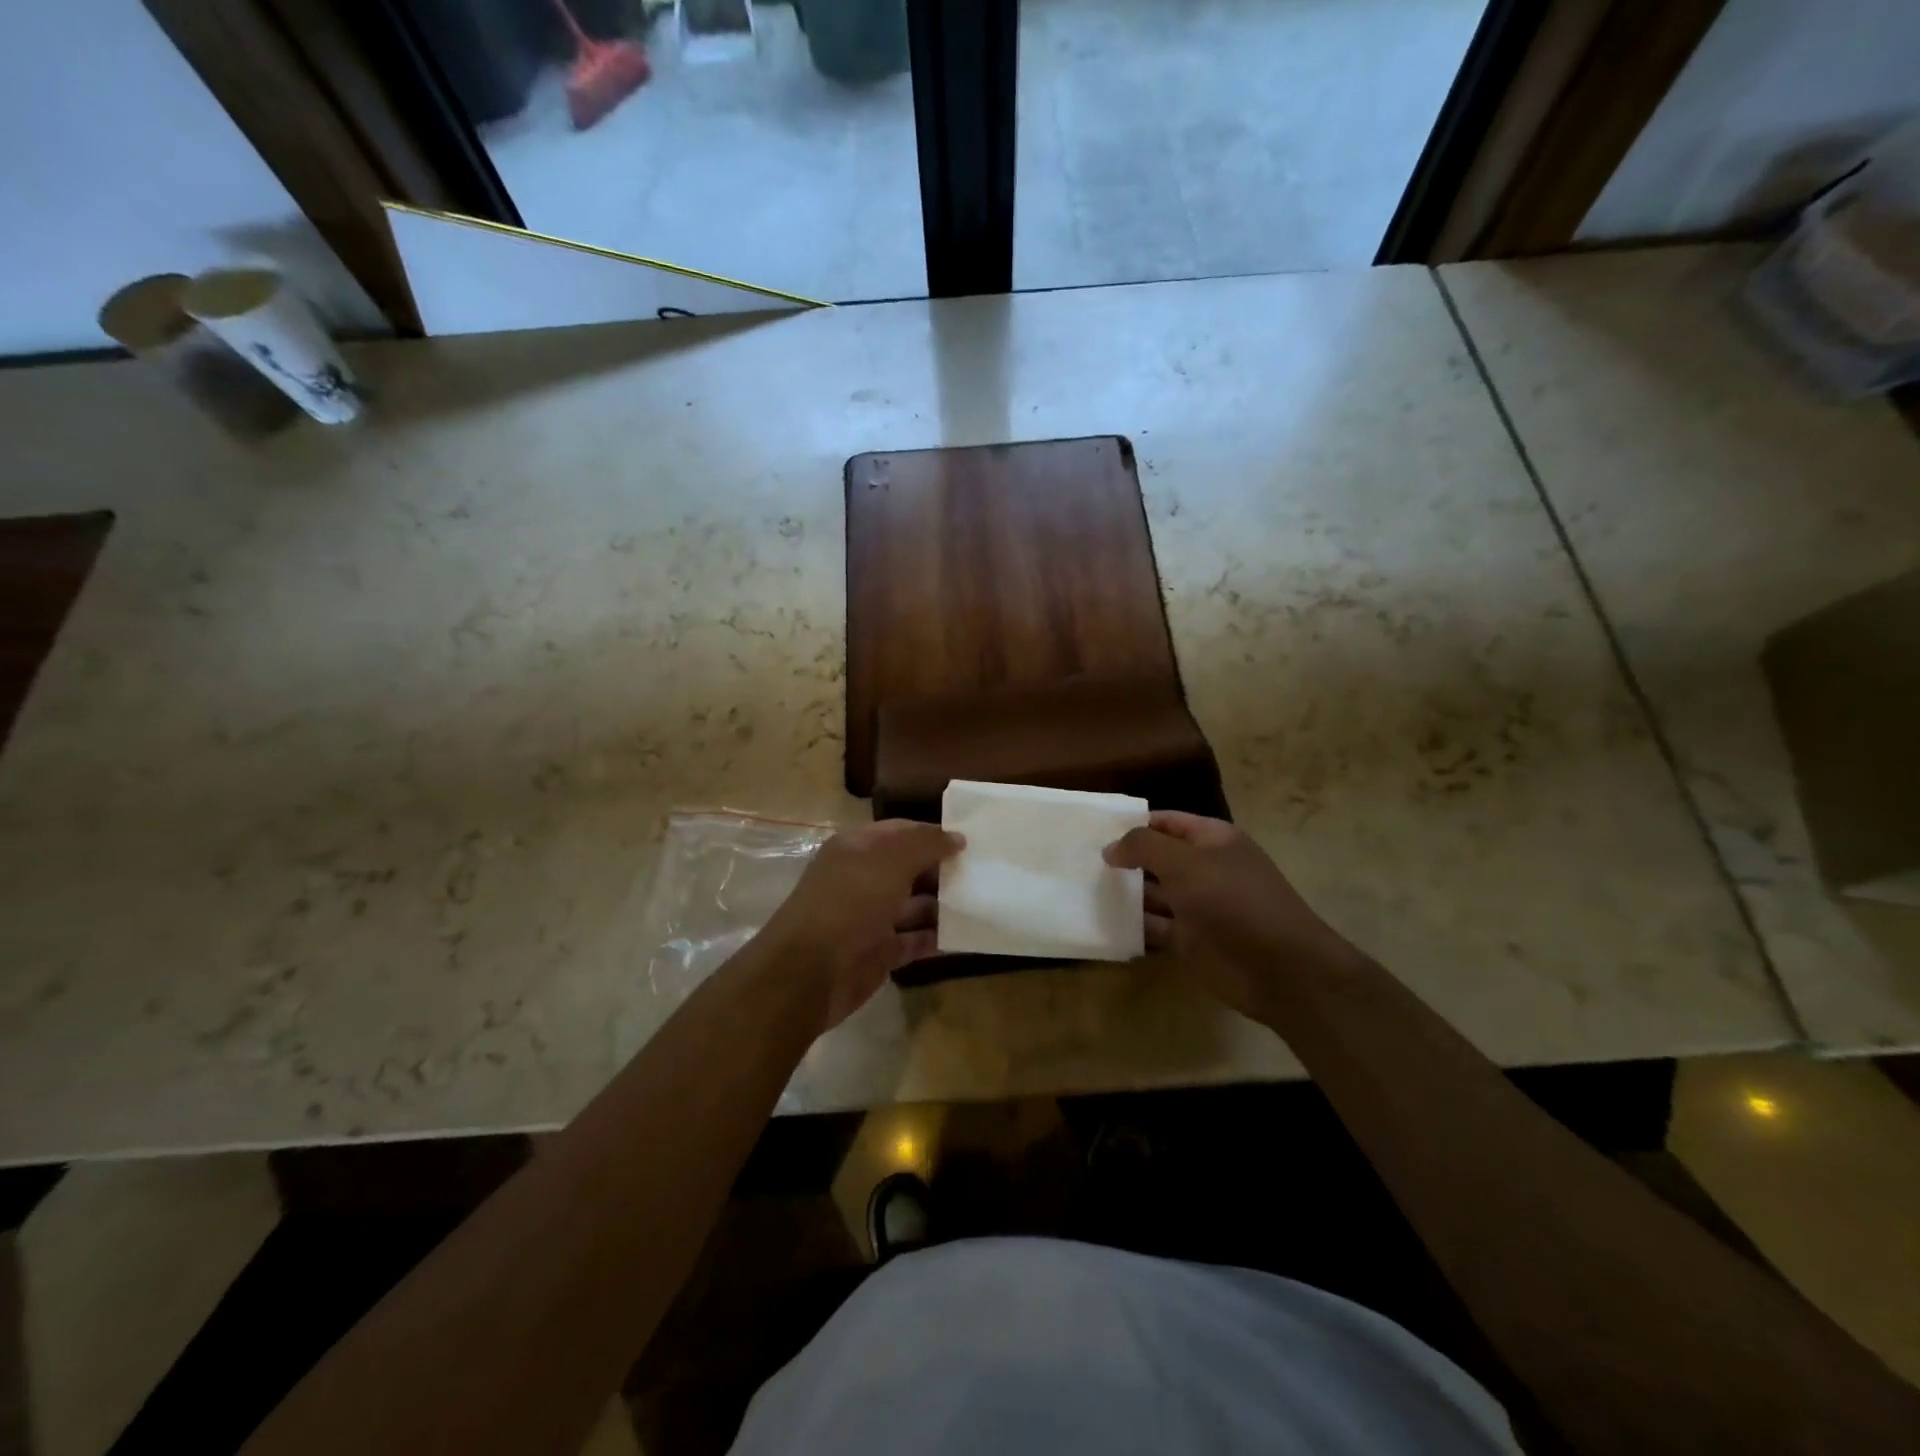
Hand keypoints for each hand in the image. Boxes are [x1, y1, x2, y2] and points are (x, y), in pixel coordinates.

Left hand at [759, 820, 963, 1030]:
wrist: (809, 973)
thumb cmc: (849, 903)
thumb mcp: (890, 862)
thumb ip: (926, 845)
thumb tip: (957, 837)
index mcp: (858, 848)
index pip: (902, 832)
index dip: (934, 834)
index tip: (972, 841)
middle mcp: (863, 879)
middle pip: (910, 868)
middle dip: (943, 870)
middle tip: (986, 872)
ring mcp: (870, 917)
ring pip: (915, 905)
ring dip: (944, 905)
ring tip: (984, 902)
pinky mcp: (879, 952)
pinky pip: (915, 940)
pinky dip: (937, 938)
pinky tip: (967, 935)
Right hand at [1105, 811, 1362, 1021]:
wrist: (1278, 968)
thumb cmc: (1233, 901)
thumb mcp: (1185, 862)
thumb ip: (1143, 847)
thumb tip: (1110, 848)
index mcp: (1212, 840)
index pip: (1166, 822)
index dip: (1132, 824)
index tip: (1093, 830)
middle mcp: (1204, 869)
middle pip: (1156, 858)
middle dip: (1123, 860)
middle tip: (1078, 861)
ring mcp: (1197, 907)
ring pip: (1152, 895)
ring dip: (1123, 894)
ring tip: (1080, 890)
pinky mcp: (1190, 941)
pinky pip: (1154, 928)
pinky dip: (1131, 927)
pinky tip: (1100, 923)